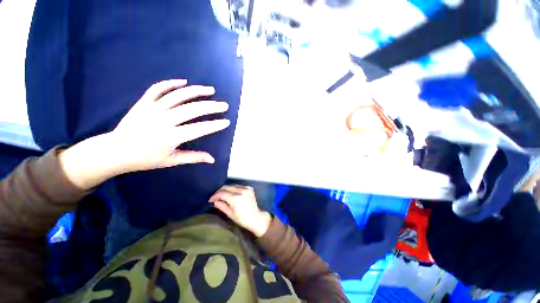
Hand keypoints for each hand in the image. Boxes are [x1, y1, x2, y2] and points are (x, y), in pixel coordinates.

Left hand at [59, 79, 229, 189]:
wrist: (115, 151)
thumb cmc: (145, 159)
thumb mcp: (172, 161)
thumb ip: (194, 158)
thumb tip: (212, 159)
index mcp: (171, 137)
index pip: (200, 129)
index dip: (215, 125)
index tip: (226, 122)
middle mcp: (163, 121)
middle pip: (192, 110)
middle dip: (211, 107)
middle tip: (224, 105)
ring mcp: (152, 109)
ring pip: (178, 96)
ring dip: (196, 91)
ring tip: (210, 90)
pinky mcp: (143, 103)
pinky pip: (158, 89)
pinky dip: (171, 83)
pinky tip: (184, 81)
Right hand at [209, 185, 271, 236]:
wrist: (256, 218)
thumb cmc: (242, 219)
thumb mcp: (230, 214)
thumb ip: (222, 206)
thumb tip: (214, 201)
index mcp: (236, 198)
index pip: (222, 193)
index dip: (215, 196)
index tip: (210, 200)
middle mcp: (241, 190)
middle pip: (226, 187)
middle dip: (219, 191)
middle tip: (215, 197)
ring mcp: (246, 188)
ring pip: (232, 185)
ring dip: (226, 189)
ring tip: (222, 196)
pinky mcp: (249, 188)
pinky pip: (238, 186)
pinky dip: (233, 189)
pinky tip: (231, 194)